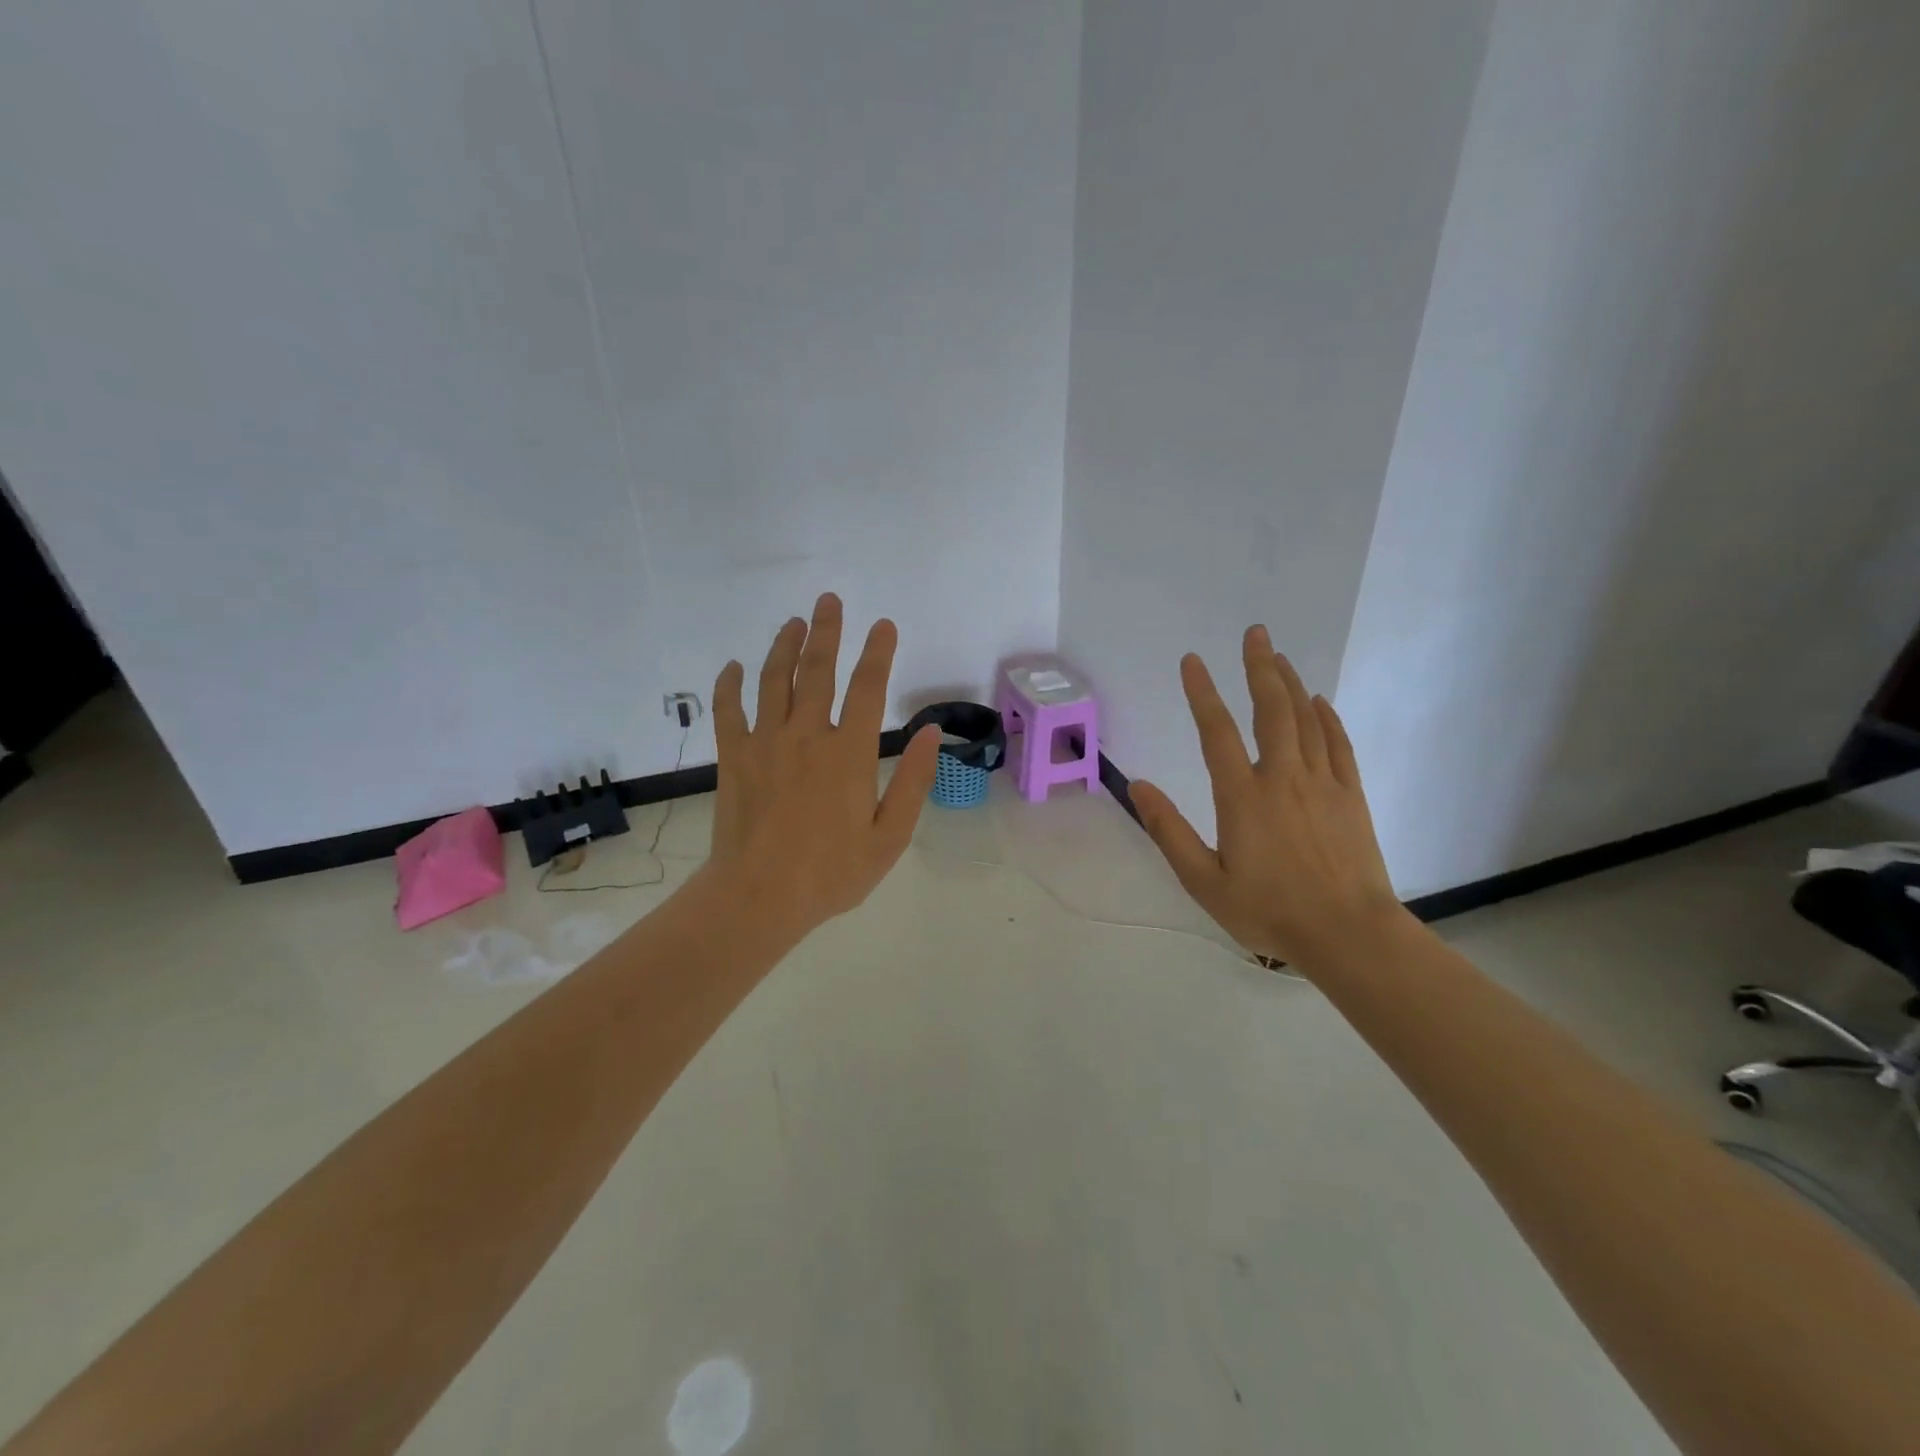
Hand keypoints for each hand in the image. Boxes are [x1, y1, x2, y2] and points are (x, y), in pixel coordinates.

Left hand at [707, 593, 941, 941]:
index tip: (884, 626)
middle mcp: (806, 735)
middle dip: (827, 630)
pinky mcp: (734, 758)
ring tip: (794, 621)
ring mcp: (765, 743)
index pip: (868, 688)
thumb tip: (931, 732)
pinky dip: (729, 684)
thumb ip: (914, 781)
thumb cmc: (831, 873)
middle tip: (829, 600)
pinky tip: (733, 666)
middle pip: (817, 670)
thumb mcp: (890, 836)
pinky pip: (728, 710)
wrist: (758, 898)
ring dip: (783, 646)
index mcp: (849, 753)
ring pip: (772, 680)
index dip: (878, 652)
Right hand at [1129, 625, 1405, 973]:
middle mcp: (1282, 778)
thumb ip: (1169, 831)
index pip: (1217, 732)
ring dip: (1291, 684)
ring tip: (1278, 656)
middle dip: (1259, 667)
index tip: (1192, 661)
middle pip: (1271, 710)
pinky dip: (1328, 718)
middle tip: (1255, 633)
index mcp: (1242, 796)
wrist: (1348, 934)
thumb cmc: (1269, 911)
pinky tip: (1319, 702)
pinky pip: (1338, 745)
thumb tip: (1138, 786)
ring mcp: (1322, 784)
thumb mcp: (1204, 881)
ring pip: (1306, 720)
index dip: (1202, 693)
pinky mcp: (1351, 797)